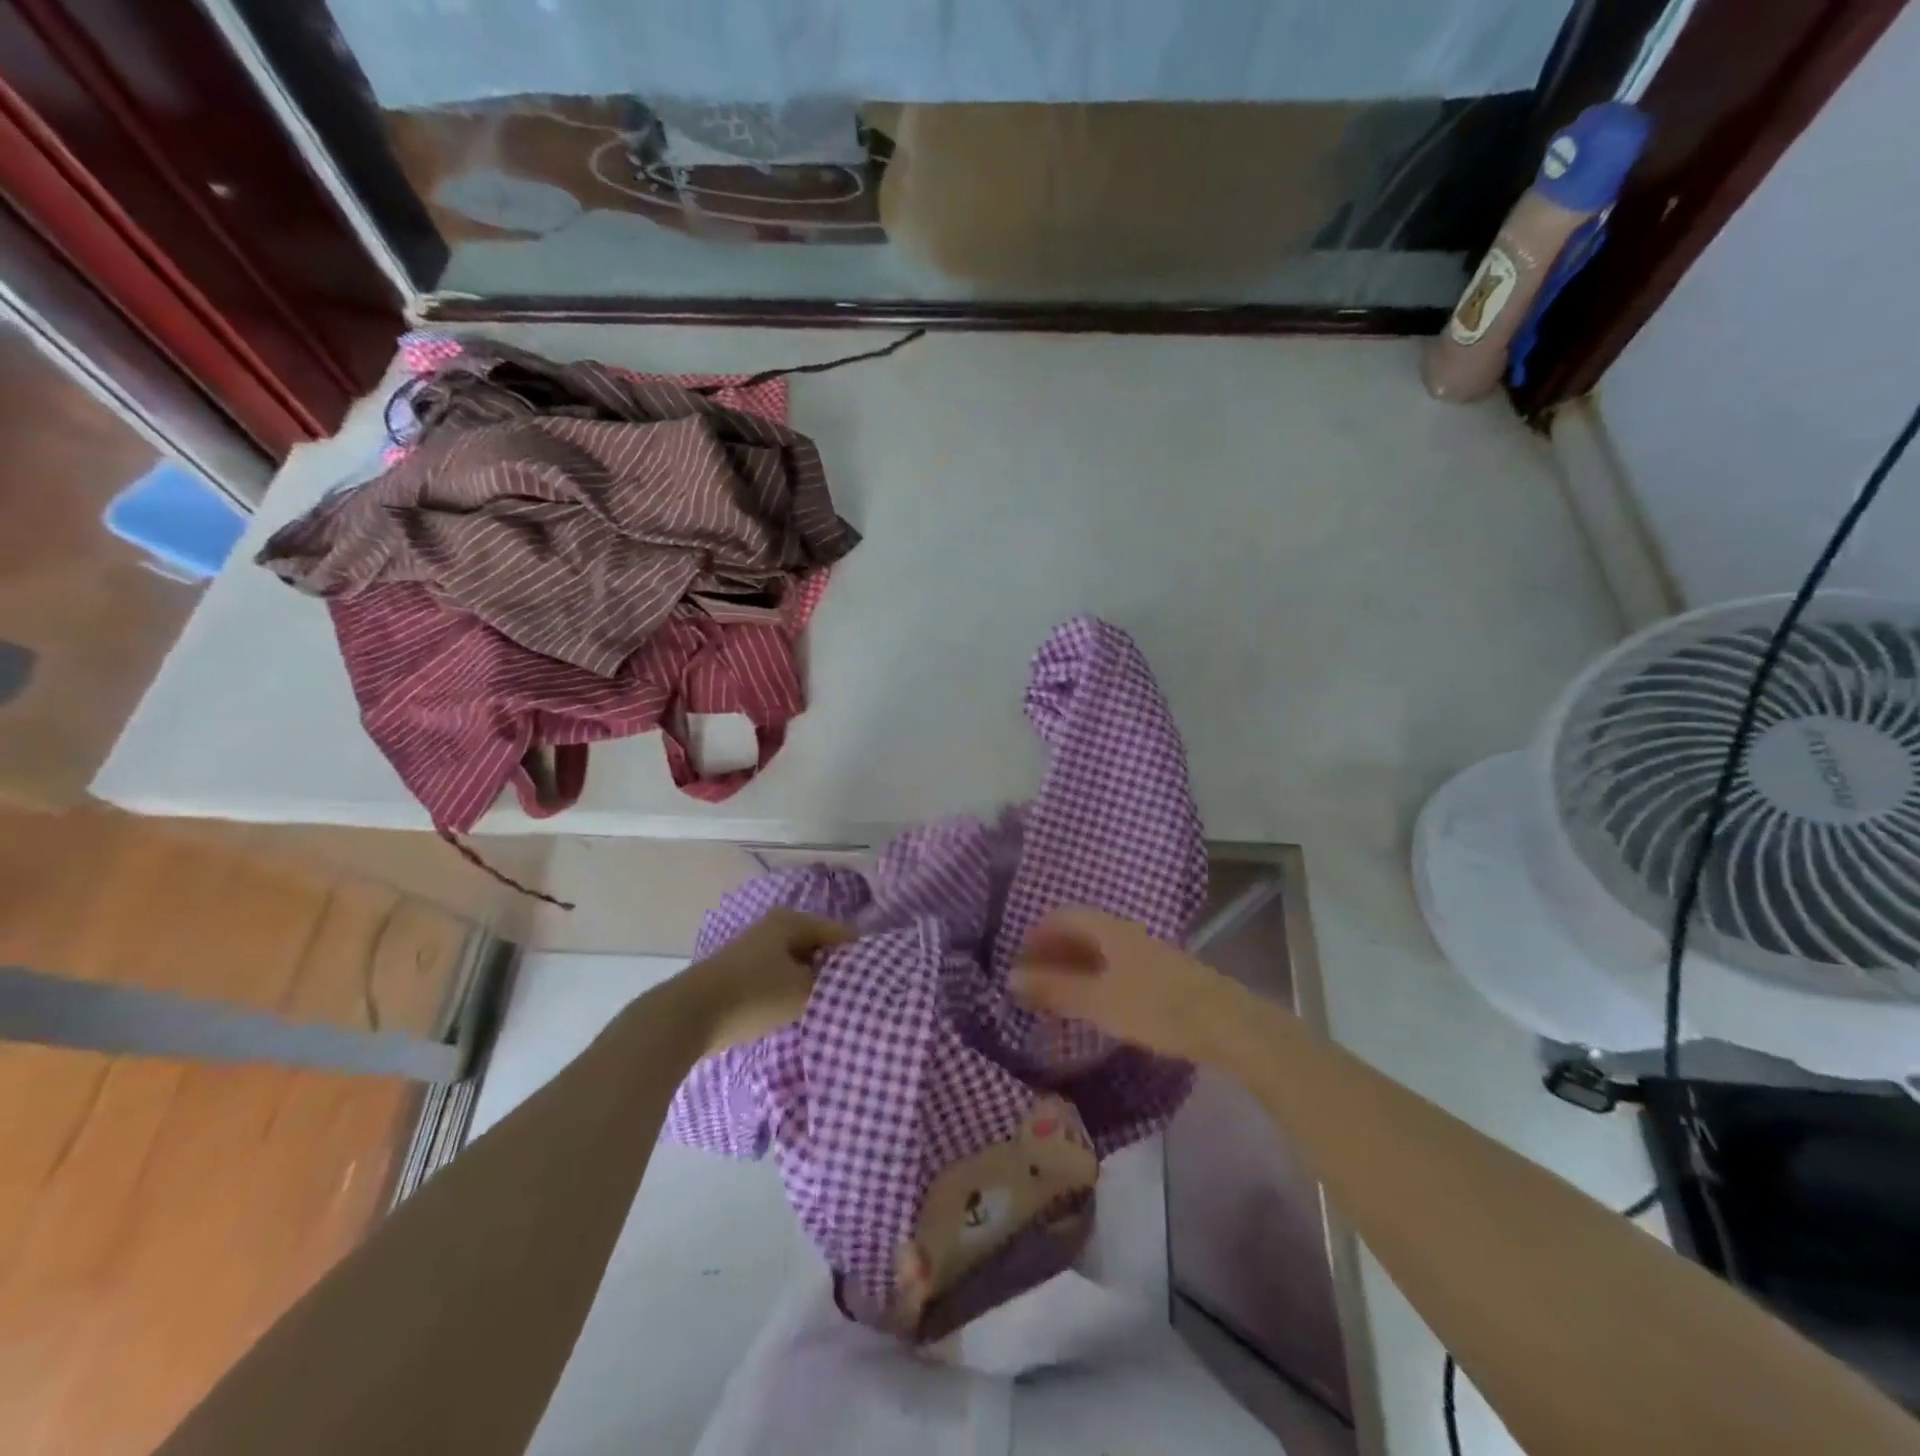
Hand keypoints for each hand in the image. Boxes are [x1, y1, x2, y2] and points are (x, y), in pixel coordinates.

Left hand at [686, 908, 853, 1054]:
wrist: (689, 1015)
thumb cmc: (754, 995)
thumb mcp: (803, 991)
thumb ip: (832, 983)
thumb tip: (850, 979)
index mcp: (792, 921)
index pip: (839, 933)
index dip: (858, 955)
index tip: (876, 978)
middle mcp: (774, 927)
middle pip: (817, 945)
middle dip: (835, 968)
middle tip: (856, 993)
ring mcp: (754, 949)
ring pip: (797, 962)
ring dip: (812, 981)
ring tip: (830, 1004)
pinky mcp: (740, 972)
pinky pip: (778, 976)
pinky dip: (791, 989)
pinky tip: (798, 1009)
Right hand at [1012, 907, 1244, 1063]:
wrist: (1224, 1023)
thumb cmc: (1155, 1007)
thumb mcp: (1098, 1001)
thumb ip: (1055, 989)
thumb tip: (1011, 978)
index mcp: (1109, 929)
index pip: (1063, 916)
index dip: (1037, 933)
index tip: (1019, 958)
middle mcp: (1126, 932)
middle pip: (1081, 931)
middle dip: (1053, 951)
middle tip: (1032, 979)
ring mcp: (1147, 952)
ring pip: (1100, 950)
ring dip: (1074, 965)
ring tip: (1056, 993)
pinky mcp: (1161, 975)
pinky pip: (1116, 966)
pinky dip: (1094, 977)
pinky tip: (1093, 1002)